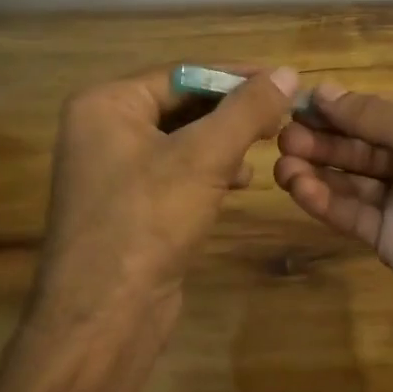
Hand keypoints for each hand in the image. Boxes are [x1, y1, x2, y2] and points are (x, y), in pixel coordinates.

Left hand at [38, 65, 296, 328]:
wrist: (104, 319)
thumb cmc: (149, 221)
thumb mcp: (205, 157)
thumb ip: (248, 109)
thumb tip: (288, 72)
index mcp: (106, 105)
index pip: (184, 73)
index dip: (236, 75)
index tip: (283, 80)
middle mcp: (104, 129)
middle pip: (183, 103)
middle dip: (233, 110)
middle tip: (280, 115)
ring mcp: (114, 169)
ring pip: (184, 138)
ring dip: (226, 140)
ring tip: (266, 145)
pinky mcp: (130, 204)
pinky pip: (177, 169)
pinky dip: (211, 169)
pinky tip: (241, 181)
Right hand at [273, 84, 392, 327]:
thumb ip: (374, 115)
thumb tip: (325, 90)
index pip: (377, 112)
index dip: (340, 108)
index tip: (299, 103)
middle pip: (360, 144)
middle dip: (323, 137)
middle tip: (282, 135)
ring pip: (350, 179)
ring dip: (316, 167)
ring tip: (282, 161)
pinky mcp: (388, 238)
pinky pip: (351, 213)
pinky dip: (324, 199)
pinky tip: (298, 187)